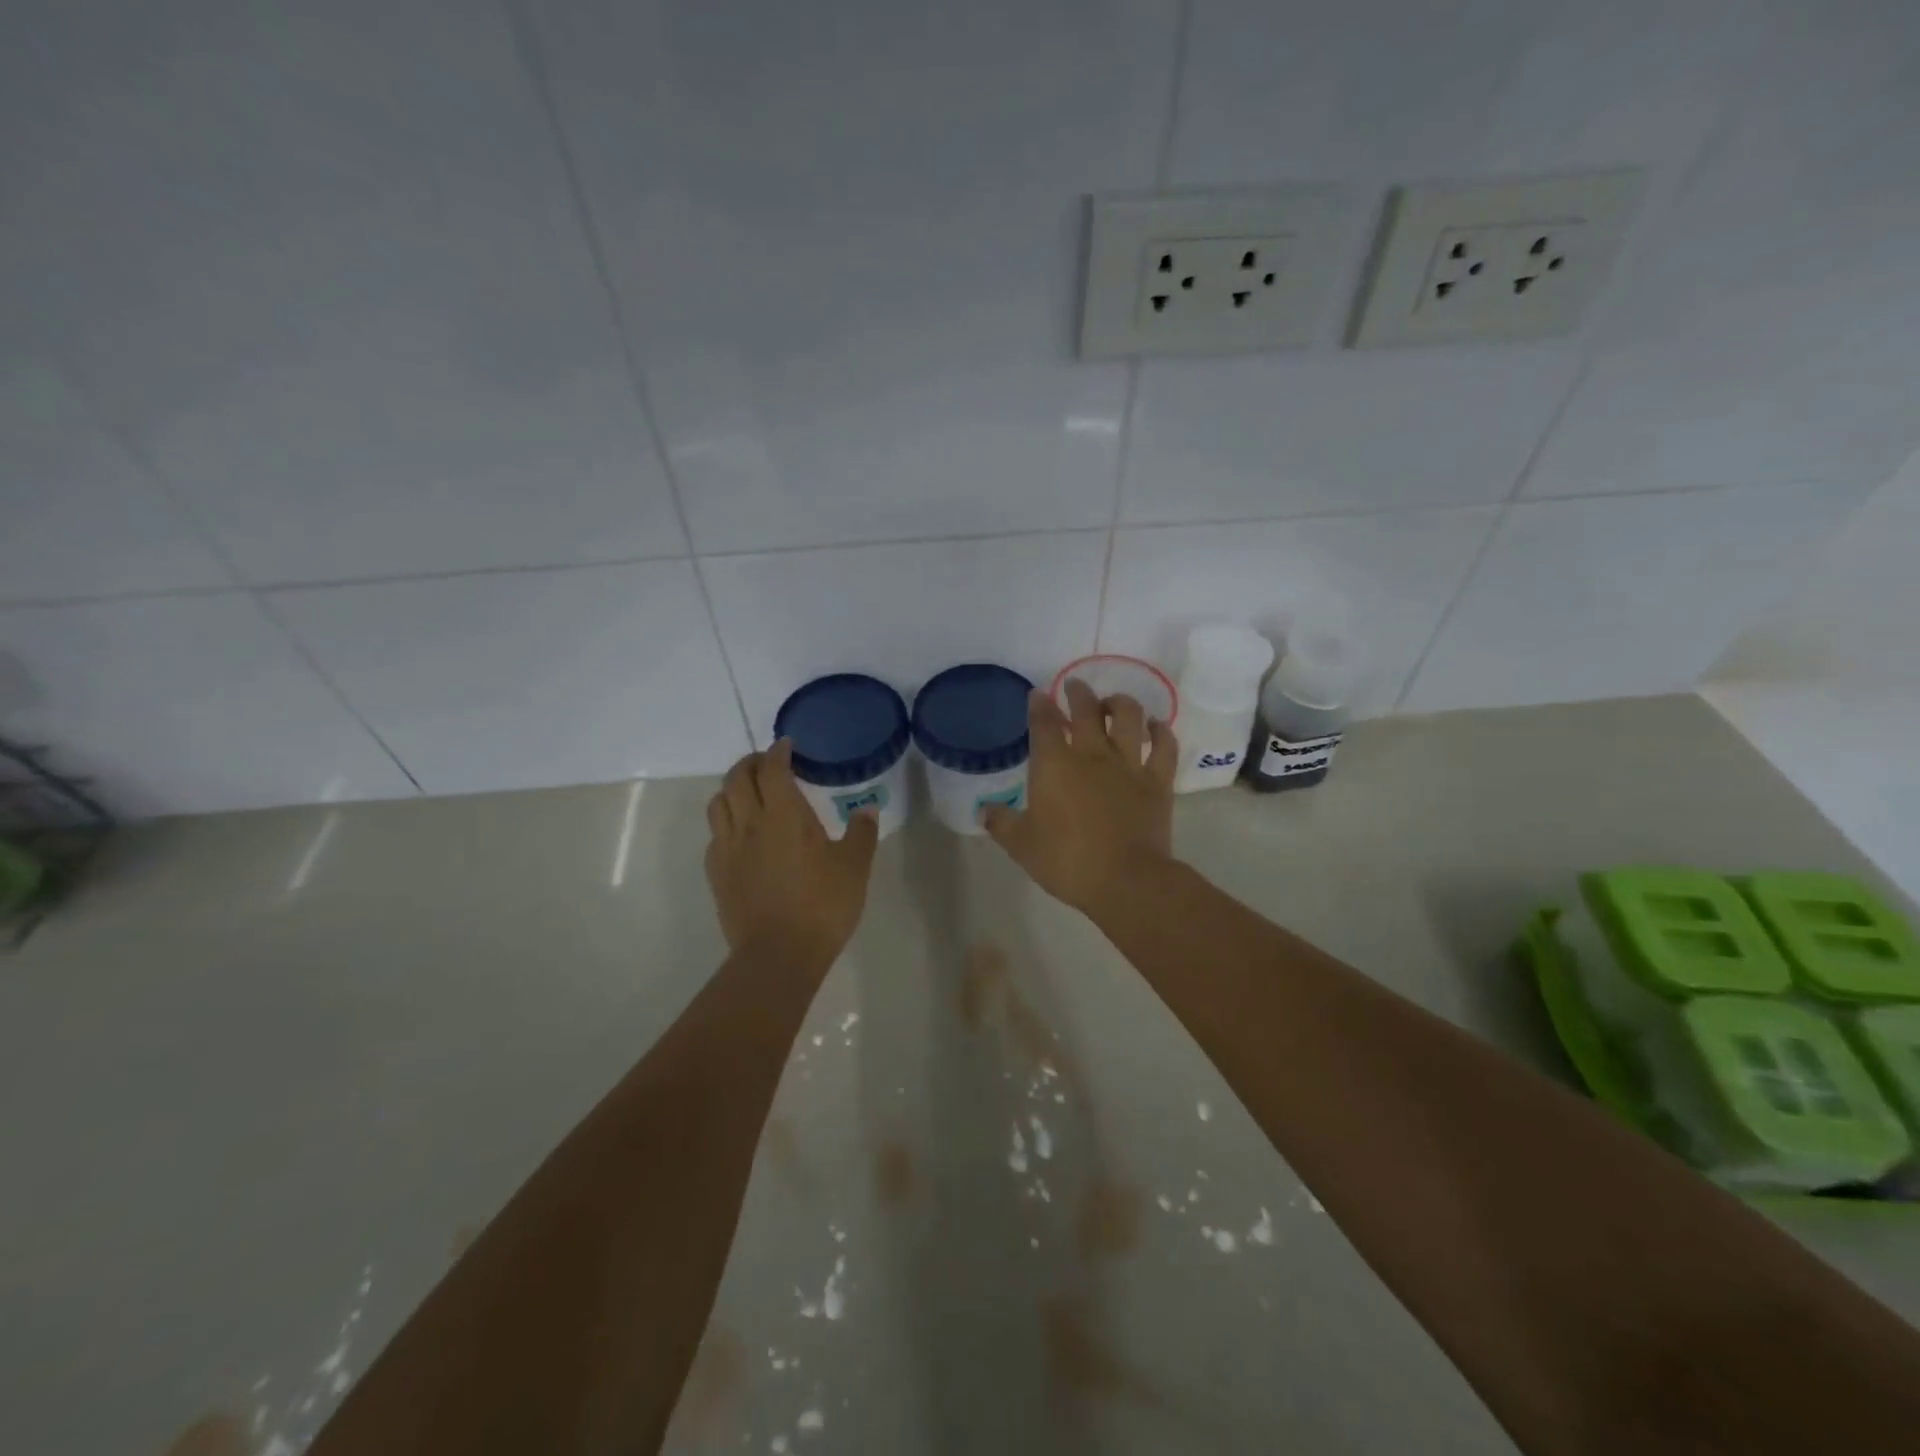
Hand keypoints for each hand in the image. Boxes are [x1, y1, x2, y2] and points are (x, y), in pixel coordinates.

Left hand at [704, 740, 879, 963]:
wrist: (778, 954)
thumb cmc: (822, 905)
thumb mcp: (854, 868)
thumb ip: (861, 834)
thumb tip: (866, 810)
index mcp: (784, 815)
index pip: (773, 769)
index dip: (778, 752)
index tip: (788, 746)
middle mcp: (750, 823)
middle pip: (737, 777)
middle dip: (751, 763)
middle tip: (768, 764)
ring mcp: (728, 848)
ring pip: (718, 803)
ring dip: (732, 789)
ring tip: (749, 794)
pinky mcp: (716, 873)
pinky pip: (715, 835)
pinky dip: (726, 822)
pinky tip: (741, 835)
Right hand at [983, 680, 1175, 913]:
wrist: (1125, 880)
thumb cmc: (1066, 860)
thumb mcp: (1022, 845)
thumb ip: (1002, 824)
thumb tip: (984, 811)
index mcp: (1054, 765)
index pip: (1043, 723)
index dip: (1039, 705)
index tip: (1038, 695)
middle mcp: (1092, 754)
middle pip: (1086, 709)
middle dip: (1078, 693)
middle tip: (1075, 686)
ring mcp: (1128, 764)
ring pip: (1128, 717)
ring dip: (1119, 703)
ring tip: (1112, 703)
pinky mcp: (1157, 781)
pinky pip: (1164, 746)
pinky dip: (1160, 731)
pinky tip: (1155, 726)